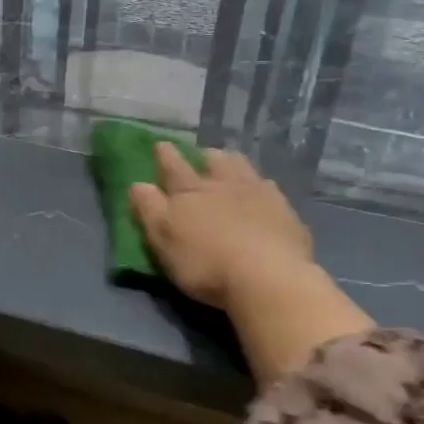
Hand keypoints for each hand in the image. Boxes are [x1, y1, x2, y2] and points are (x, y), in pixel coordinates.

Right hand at [127, 144, 315, 307]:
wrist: (267, 278)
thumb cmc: (205, 263)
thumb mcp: (163, 238)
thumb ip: (149, 209)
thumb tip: (137, 184)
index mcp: (190, 191)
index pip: (173, 167)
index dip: (165, 155)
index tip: (161, 144)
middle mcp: (224, 185)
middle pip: (214, 161)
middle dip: (204, 156)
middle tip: (202, 154)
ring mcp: (259, 195)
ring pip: (244, 169)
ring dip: (234, 165)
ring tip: (231, 166)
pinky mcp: (286, 213)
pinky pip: (271, 191)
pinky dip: (263, 189)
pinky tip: (265, 194)